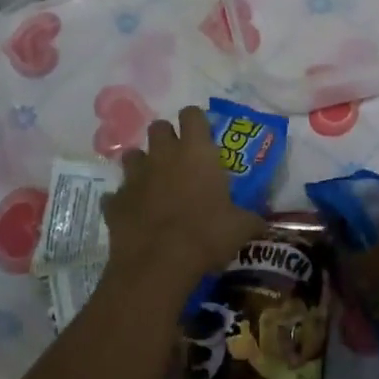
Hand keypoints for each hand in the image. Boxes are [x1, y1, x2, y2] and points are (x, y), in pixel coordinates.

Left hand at [103, 107, 265, 281]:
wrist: (158, 264)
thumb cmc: (206, 235)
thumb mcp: (241, 228)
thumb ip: (250, 218)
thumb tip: (262, 222)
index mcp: (196, 152)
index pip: (192, 114)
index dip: (196, 122)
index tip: (202, 135)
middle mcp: (163, 155)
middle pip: (159, 127)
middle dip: (167, 138)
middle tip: (178, 159)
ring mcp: (135, 176)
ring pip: (132, 155)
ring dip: (142, 165)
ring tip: (153, 184)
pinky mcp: (115, 201)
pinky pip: (118, 194)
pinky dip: (126, 201)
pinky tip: (135, 216)